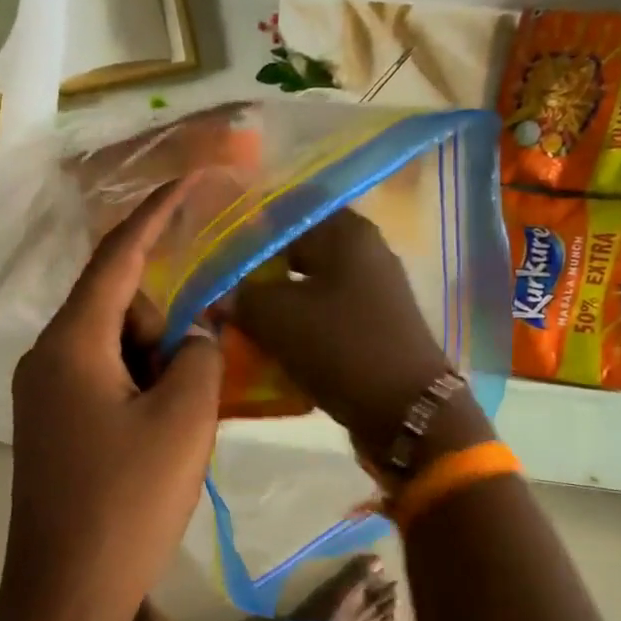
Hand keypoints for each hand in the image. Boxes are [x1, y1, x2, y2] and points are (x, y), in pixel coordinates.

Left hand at [0, 179, 222, 620]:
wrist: (67, 593)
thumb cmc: (127, 502)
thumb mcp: (183, 421)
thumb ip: (199, 356)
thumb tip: (198, 331)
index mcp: (71, 343)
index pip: (118, 257)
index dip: (158, 213)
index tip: (195, 180)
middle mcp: (46, 358)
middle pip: (119, 308)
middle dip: (166, 328)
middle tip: (194, 386)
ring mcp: (44, 396)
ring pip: (114, 350)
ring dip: (157, 368)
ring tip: (179, 427)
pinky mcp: (52, 428)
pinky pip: (103, 384)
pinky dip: (140, 392)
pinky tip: (158, 440)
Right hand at [232, 209, 470, 458]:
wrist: (406, 409)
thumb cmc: (341, 347)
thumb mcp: (278, 318)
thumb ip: (241, 297)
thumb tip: (218, 295)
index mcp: (347, 232)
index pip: (288, 211)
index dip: (249, 227)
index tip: (215, 249)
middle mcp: (365, 252)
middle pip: (298, 250)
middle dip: (258, 270)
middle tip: (221, 288)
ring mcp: (372, 291)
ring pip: (309, 286)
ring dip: (275, 302)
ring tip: (237, 318)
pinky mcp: (372, 326)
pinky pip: (324, 316)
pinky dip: (297, 325)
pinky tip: (269, 342)